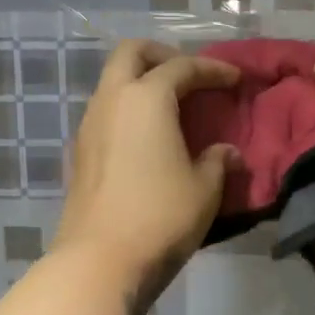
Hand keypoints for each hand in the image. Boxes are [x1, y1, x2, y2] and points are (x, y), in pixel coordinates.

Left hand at [53, 40, 239, 308]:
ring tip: (171, 108)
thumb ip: (217, 162)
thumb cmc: (161, 216)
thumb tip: (225, 152)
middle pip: (131, 53)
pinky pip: (105, 112)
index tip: (235, 79)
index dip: (212, 69)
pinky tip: (147, 138)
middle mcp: (112, 101)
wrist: (100, 261)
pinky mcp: (79, 153)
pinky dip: (128, 110)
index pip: (182, 67)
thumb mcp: (204, 189)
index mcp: (146, 99)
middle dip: (162, 56)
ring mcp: (89, 126)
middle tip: (189, 75)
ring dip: (140, 83)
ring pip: (112, 82)